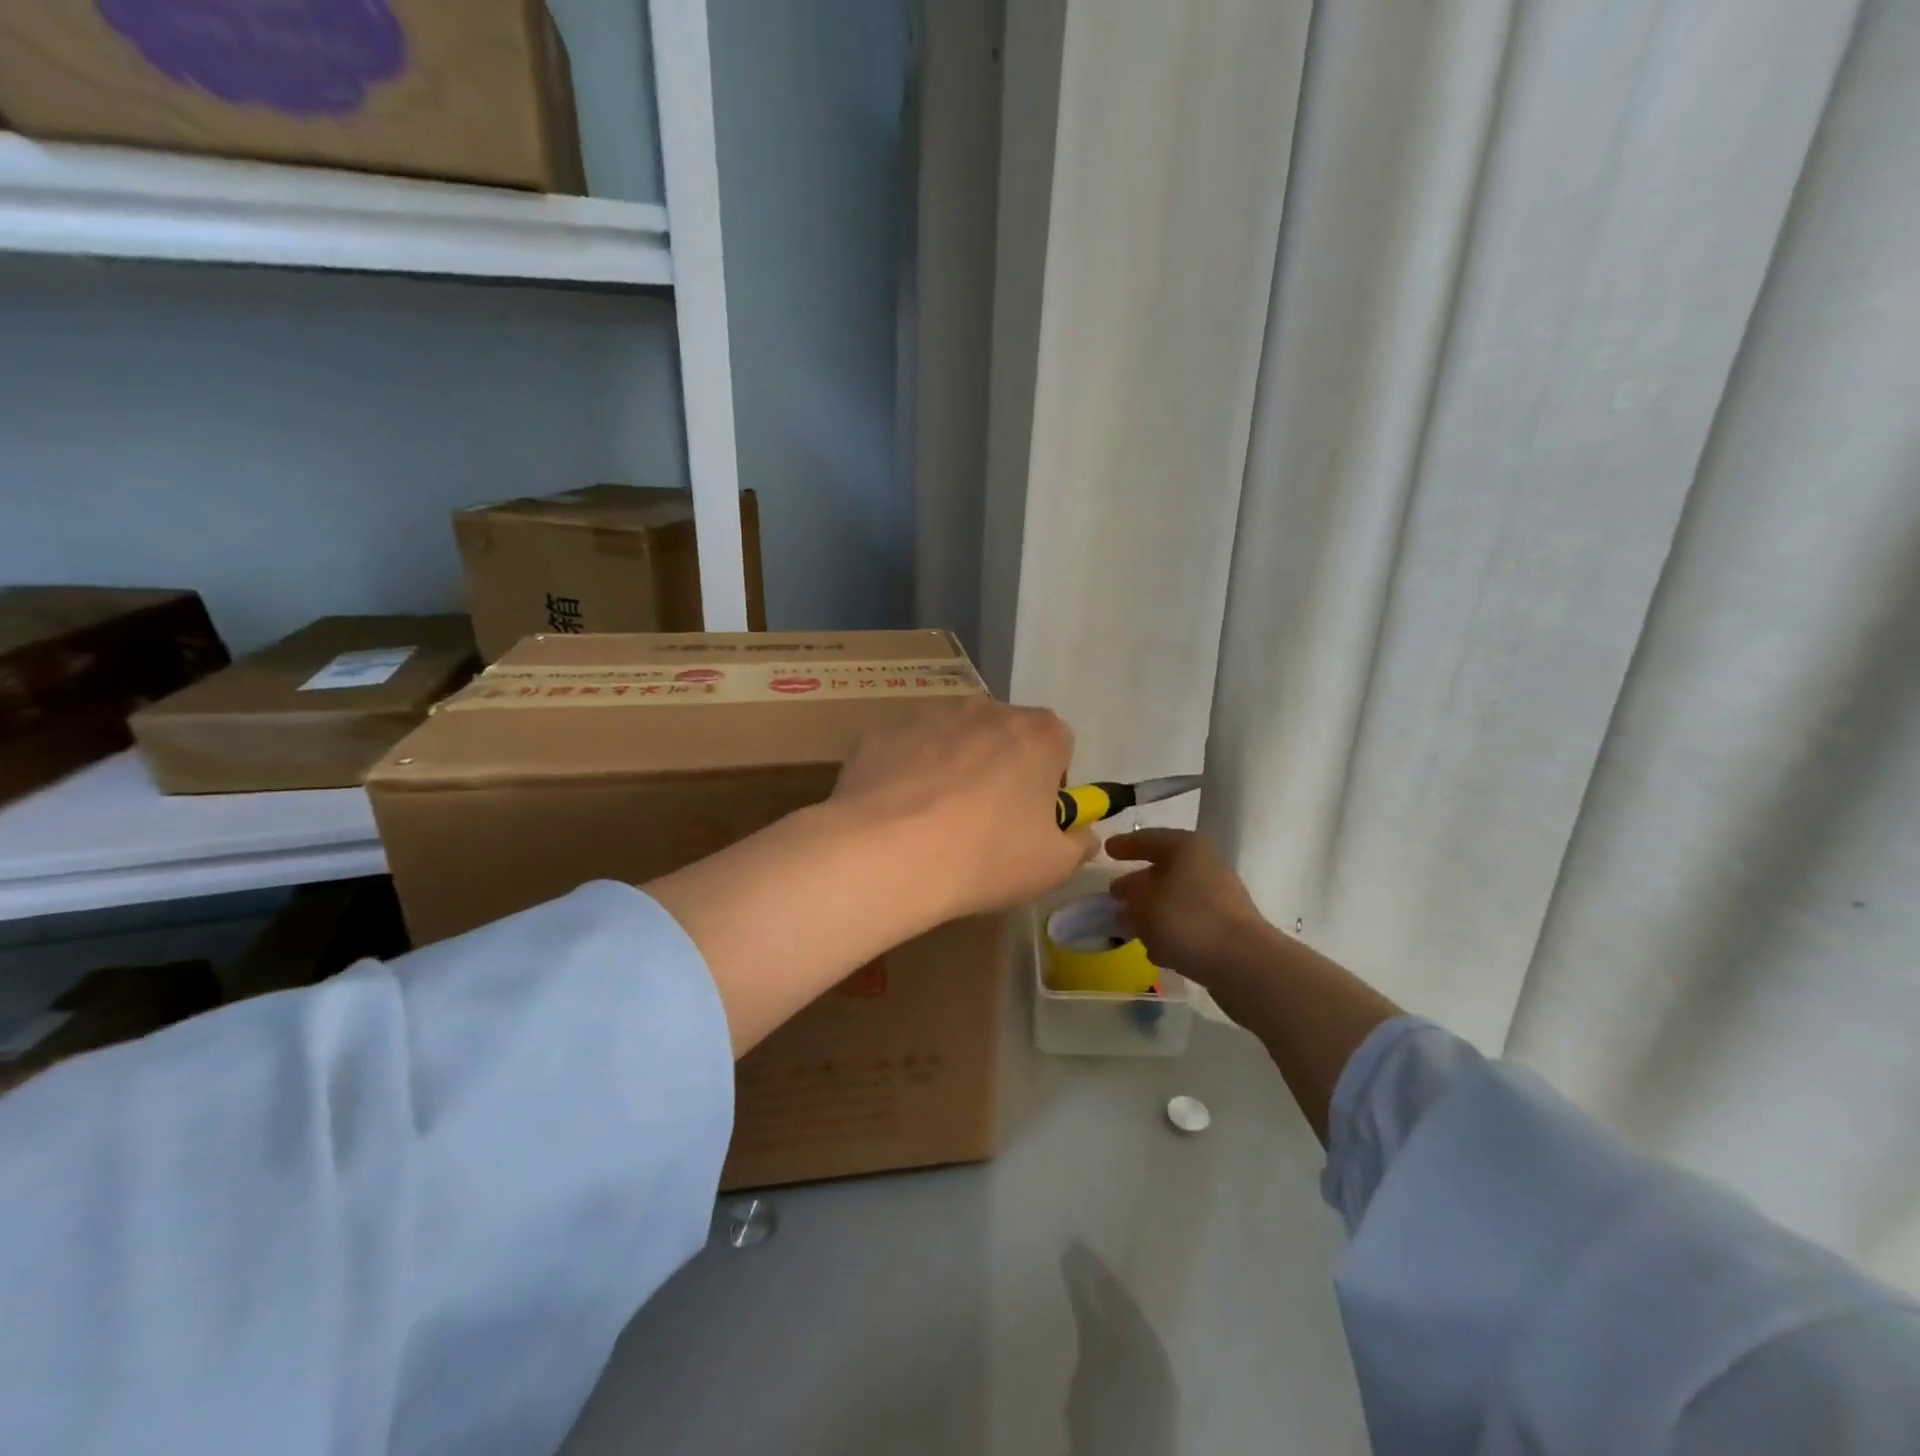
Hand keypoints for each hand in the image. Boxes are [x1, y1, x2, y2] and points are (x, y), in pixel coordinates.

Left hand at [832, 699, 1096, 920]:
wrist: (886, 855)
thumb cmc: (986, 857)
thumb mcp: (1053, 866)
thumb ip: (1078, 842)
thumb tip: (1079, 832)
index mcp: (1038, 734)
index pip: (1059, 746)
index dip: (1050, 784)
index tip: (1032, 820)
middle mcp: (986, 709)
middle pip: (1005, 737)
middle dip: (1002, 770)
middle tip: (985, 823)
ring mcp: (929, 715)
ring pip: (954, 739)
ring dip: (954, 767)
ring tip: (934, 821)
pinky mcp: (882, 731)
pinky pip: (907, 750)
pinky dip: (908, 773)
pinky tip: (897, 814)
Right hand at [1105, 828, 1268, 981]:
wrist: (1245, 964)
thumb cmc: (1189, 921)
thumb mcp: (1146, 907)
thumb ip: (1131, 901)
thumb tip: (1126, 901)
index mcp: (1187, 849)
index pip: (1150, 839)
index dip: (1127, 845)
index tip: (1107, 851)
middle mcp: (1206, 867)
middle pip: (1164, 870)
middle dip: (1138, 883)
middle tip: (1114, 893)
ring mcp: (1219, 899)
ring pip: (1176, 899)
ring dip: (1152, 911)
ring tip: (1128, 925)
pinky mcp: (1226, 929)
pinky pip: (1189, 923)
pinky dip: (1170, 931)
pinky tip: (1154, 949)